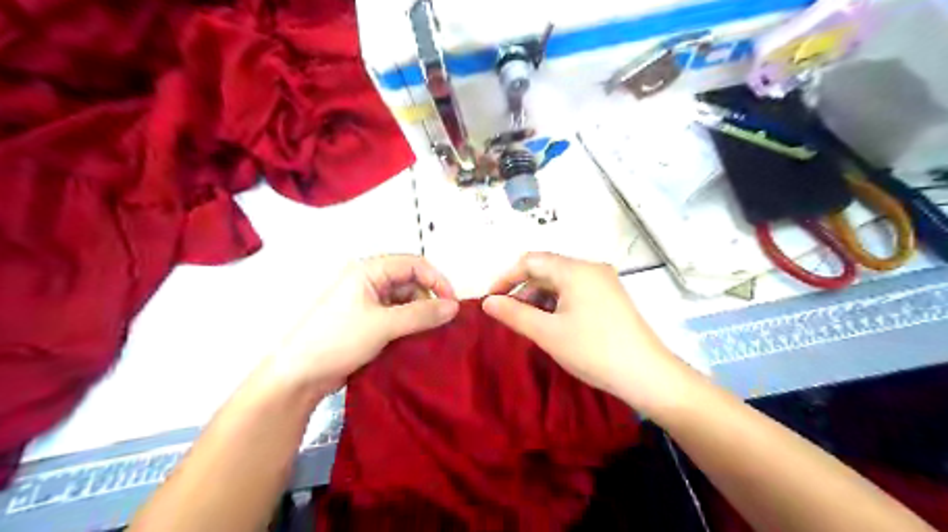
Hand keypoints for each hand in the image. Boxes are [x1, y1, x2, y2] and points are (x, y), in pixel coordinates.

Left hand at [258, 255, 459, 397]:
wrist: (299, 376)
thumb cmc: (335, 341)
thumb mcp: (383, 325)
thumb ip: (421, 314)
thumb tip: (454, 307)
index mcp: (368, 270)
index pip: (414, 264)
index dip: (437, 280)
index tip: (452, 303)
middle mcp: (369, 281)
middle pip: (411, 282)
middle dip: (428, 299)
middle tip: (442, 322)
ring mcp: (367, 303)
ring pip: (405, 301)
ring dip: (419, 315)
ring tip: (429, 334)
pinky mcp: (367, 322)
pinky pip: (396, 317)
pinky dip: (409, 326)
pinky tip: (417, 339)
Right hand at [485, 252, 694, 409]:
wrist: (647, 375)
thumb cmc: (592, 350)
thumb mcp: (547, 333)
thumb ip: (514, 314)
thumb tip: (487, 302)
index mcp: (575, 270)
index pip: (531, 261)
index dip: (506, 277)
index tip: (491, 299)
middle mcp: (590, 268)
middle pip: (546, 270)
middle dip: (523, 290)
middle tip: (508, 316)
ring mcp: (603, 282)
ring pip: (561, 283)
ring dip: (540, 299)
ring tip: (529, 324)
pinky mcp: (610, 298)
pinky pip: (575, 293)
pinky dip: (557, 304)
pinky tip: (552, 325)